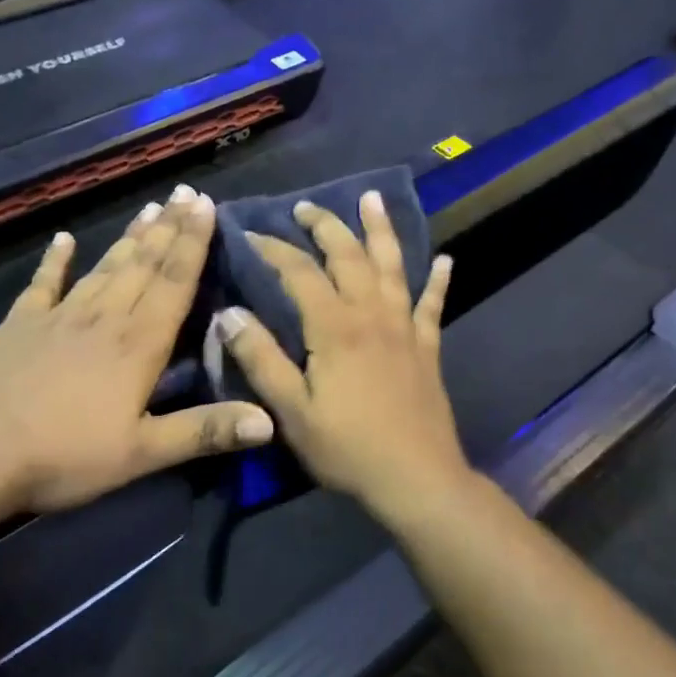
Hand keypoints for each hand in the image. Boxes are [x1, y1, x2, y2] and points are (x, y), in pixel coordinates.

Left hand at [0, 186, 273, 520]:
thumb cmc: (62, 456)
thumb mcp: (141, 453)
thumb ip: (205, 431)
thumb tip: (270, 420)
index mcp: (137, 344)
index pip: (173, 282)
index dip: (192, 242)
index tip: (206, 204)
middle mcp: (103, 318)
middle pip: (143, 265)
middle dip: (169, 228)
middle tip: (185, 193)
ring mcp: (58, 317)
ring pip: (104, 267)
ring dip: (130, 238)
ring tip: (150, 207)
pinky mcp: (19, 326)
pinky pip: (43, 284)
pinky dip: (55, 261)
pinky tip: (64, 239)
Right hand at [218, 190, 470, 518]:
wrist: (416, 477)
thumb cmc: (348, 447)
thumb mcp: (292, 411)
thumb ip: (261, 359)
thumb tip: (230, 313)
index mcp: (335, 327)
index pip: (299, 272)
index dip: (274, 248)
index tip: (250, 232)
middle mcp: (372, 314)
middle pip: (348, 256)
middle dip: (325, 226)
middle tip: (305, 207)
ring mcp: (405, 327)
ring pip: (392, 266)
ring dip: (381, 230)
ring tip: (373, 199)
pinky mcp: (427, 346)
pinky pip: (432, 304)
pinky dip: (438, 280)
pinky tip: (446, 260)